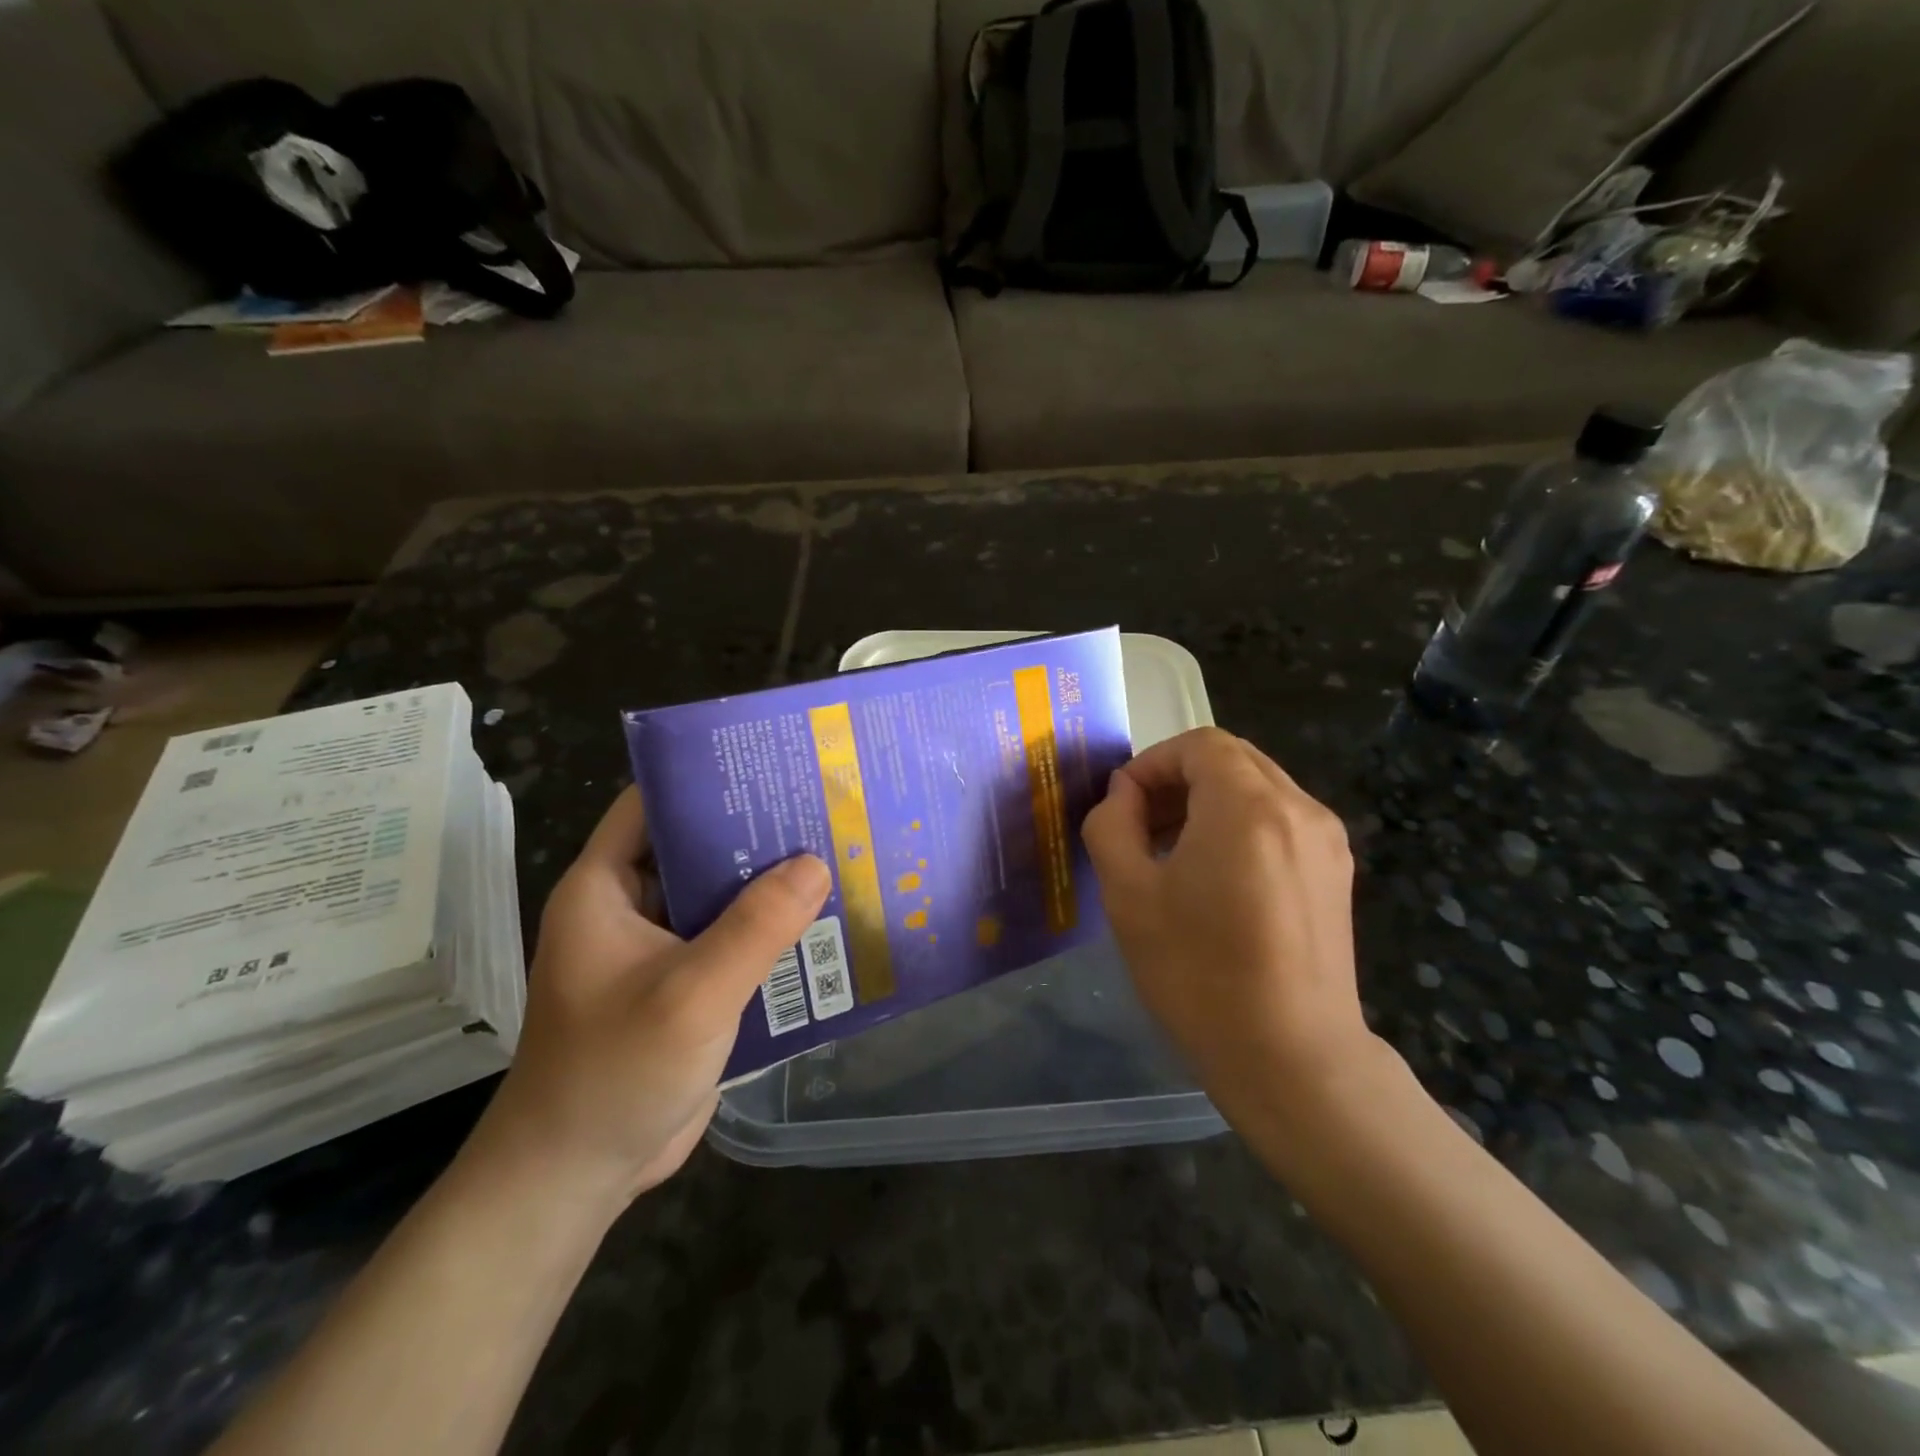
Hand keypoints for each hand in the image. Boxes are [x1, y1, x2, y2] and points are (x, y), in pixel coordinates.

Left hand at [469, 787, 830, 1205]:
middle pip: (695, 846)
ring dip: (769, 882)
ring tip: (836, 853)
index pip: (651, 804)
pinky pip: (732, 940)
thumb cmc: (614, 1073)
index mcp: (606, 888)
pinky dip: (770, 929)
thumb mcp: (692, 994)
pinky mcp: (685, 986)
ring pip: (719, 895)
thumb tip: (817, 862)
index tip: (768, 765)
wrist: (577, 1176)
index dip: (703, 778)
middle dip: (754, 830)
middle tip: (821, 807)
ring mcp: (659, 949)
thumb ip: (756, 927)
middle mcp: (630, 908)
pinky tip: (823, 921)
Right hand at [1082, 728, 1379, 1124]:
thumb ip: (1113, 825)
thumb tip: (1123, 796)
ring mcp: (1325, 840)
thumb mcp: (1128, 894)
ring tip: (1171, 852)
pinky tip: (1214, 878)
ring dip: (1208, 801)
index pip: (1199, 745)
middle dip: (1178, 779)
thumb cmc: (1198, 974)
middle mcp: (1298, 808)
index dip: (1152, 763)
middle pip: (1232, 759)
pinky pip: (1279, 820)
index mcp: (1248, 806)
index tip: (1123, 806)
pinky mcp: (1335, 872)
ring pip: (1257, 787)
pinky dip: (1239, 825)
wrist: (1292, 1059)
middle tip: (1141, 824)